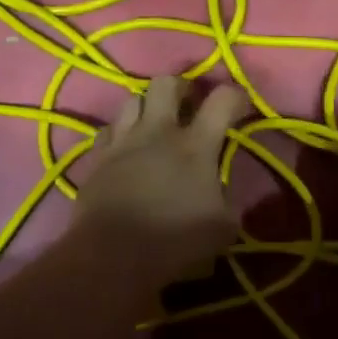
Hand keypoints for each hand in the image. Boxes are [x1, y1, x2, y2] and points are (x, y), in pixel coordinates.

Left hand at [72, 76, 248, 282]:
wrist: (113, 256)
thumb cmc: (175, 241)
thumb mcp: (223, 227)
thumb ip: (228, 198)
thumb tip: (223, 188)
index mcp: (196, 145)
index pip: (223, 99)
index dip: (235, 95)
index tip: (240, 105)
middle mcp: (158, 132)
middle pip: (166, 83)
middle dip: (182, 86)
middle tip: (190, 103)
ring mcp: (123, 141)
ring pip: (132, 99)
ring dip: (148, 106)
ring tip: (155, 124)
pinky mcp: (97, 158)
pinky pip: (108, 130)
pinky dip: (121, 133)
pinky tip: (126, 149)